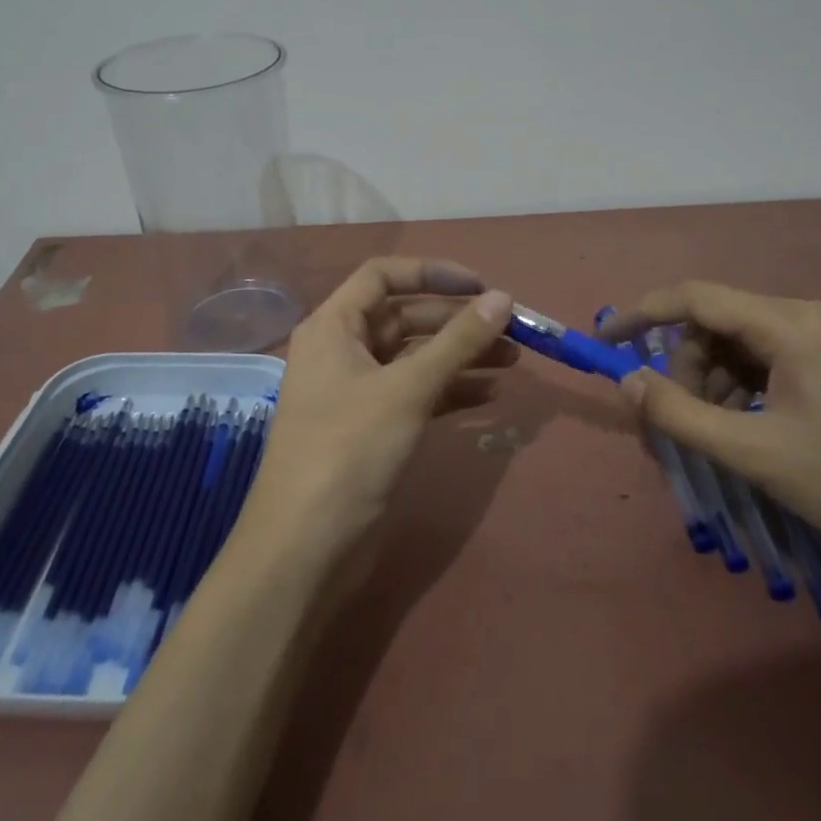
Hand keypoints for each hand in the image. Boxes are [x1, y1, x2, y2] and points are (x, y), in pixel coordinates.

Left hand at [240, 258, 515, 555]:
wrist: (306, 546)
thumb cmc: (349, 451)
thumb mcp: (407, 390)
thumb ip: (457, 342)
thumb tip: (502, 298)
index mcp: (333, 326)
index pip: (383, 276)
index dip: (432, 273)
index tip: (482, 288)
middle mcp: (342, 350)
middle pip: (404, 317)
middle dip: (457, 321)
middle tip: (512, 330)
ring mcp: (357, 391)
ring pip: (415, 357)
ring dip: (461, 356)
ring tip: (513, 361)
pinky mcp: (372, 427)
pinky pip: (416, 393)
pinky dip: (449, 390)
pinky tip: (489, 396)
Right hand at [599, 282, 820, 599]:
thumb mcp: (756, 454)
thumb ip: (679, 413)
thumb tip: (625, 381)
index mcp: (793, 324)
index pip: (696, 297)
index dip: (642, 313)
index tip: (605, 340)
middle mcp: (816, 315)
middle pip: (722, 322)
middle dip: (687, 365)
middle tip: (681, 420)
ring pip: (749, 342)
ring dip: (717, 379)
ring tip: (718, 432)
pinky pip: (780, 358)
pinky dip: (750, 386)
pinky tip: (753, 426)